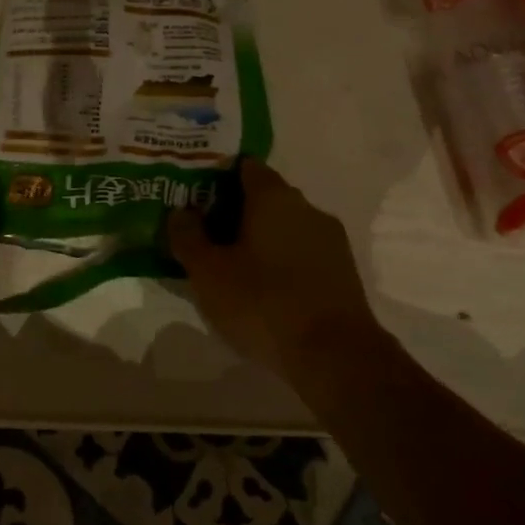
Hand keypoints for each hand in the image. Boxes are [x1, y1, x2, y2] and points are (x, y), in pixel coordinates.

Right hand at [169, 159, 384, 382]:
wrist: (337, 358)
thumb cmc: (264, 303)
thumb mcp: (208, 272)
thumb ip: (188, 236)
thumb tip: (181, 212)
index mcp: (274, 196)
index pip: (244, 167)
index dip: (217, 176)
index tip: (195, 196)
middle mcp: (306, 207)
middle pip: (264, 197)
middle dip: (235, 210)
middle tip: (205, 233)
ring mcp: (330, 239)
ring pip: (285, 226)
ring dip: (260, 238)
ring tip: (232, 265)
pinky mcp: (343, 271)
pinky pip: (302, 252)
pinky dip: (282, 261)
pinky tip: (264, 289)